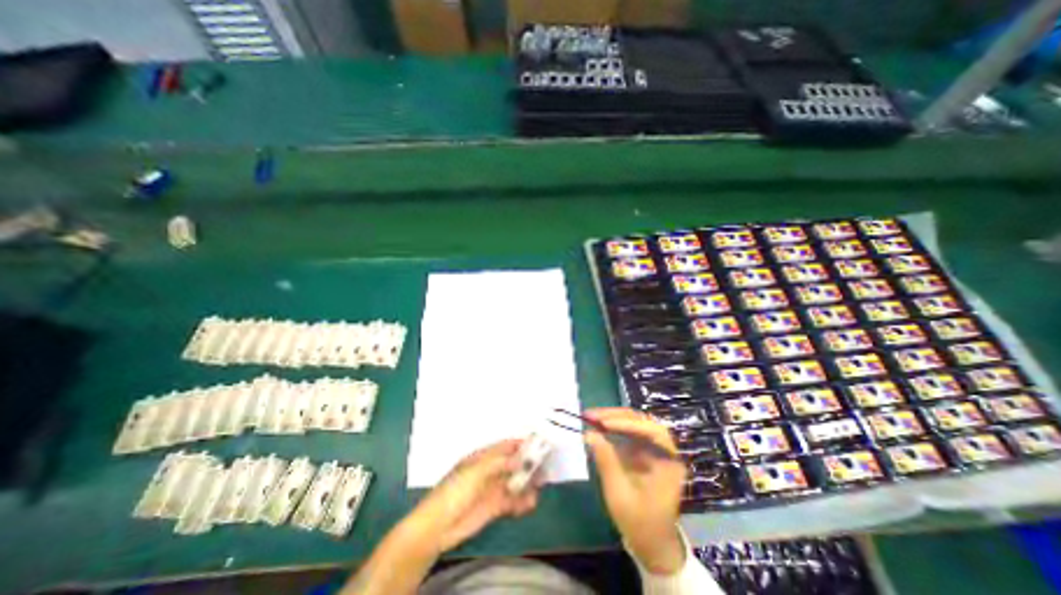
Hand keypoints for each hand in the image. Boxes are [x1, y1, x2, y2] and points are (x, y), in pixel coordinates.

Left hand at [406, 440, 540, 555]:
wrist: (439, 525)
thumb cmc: (456, 489)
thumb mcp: (477, 471)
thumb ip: (501, 462)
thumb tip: (522, 457)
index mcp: (484, 456)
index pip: (506, 446)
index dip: (522, 444)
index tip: (540, 444)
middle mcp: (491, 469)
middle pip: (514, 463)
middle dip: (529, 465)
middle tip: (545, 468)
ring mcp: (493, 488)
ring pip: (516, 482)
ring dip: (528, 484)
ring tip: (540, 487)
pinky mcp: (495, 506)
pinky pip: (513, 501)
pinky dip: (522, 502)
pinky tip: (530, 504)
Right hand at [578, 408, 689, 572]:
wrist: (653, 545)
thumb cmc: (640, 523)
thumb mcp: (619, 495)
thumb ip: (606, 461)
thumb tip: (589, 433)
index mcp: (669, 463)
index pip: (652, 432)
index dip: (627, 423)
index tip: (604, 423)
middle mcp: (665, 451)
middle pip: (643, 422)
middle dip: (617, 416)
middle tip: (592, 415)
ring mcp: (655, 450)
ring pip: (636, 423)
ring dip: (614, 418)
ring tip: (592, 417)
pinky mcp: (645, 452)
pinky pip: (630, 432)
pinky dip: (614, 426)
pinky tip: (599, 427)